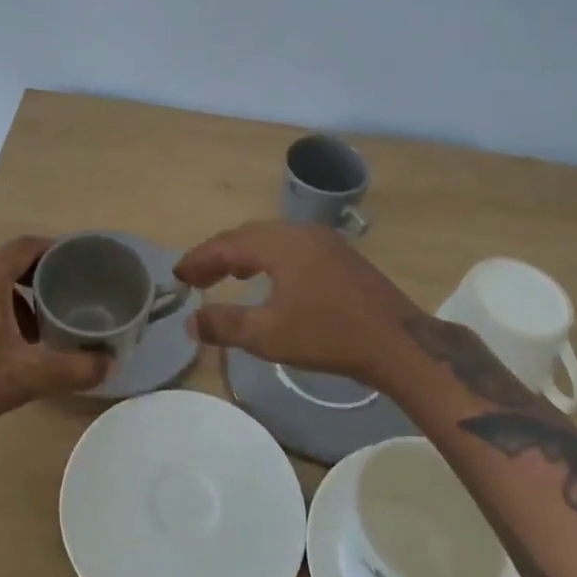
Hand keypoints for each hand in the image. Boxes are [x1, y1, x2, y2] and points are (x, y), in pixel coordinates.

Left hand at [0, 235, 110, 434]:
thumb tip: (110, 363)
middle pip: (8, 264)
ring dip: (17, 300)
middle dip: (40, 279)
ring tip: (39, 330)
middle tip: (68, 297)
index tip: (80, 260)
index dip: (56, 248)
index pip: (27, 245)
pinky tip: (4, 348)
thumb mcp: (28, 376)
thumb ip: (74, 368)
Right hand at [173, 220, 423, 387]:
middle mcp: (300, 232)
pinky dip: (269, 258)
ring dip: (244, 255)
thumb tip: (190, 321)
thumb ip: (224, 324)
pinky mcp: (341, 256)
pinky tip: (270, 279)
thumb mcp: (268, 335)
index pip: (227, 244)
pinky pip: (292, 247)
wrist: (399, 343)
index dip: (198, 259)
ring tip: (227, 276)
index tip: (177, 276)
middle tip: (196, 277)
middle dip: (219, 255)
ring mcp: (324, 242)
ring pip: (271, 239)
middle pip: (248, 235)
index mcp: (280, 243)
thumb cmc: (328, 336)